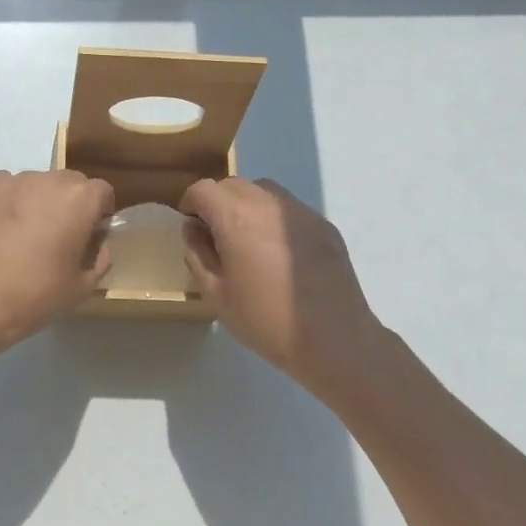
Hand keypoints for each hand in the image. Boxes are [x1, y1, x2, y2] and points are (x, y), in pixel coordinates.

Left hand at [0, 170, 115, 359]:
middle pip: (69, 183)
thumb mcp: (80, 288)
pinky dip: (8, 203)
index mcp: (78, 199)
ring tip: (23, 237)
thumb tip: (97, 243)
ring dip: (38, 202)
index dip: (100, 213)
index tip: (91, 235)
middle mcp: (47, 179)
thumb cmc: (33, 296)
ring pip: (36, 185)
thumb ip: (99, 259)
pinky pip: (5, 189)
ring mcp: (10, 180)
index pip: (102, 192)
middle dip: (70, 204)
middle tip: (59, 238)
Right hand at [179, 177, 381, 383]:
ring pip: (263, 191)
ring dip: (247, 205)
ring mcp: (300, 212)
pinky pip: (289, 209)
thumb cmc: (266, 320)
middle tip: (216, 236)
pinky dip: (274, 219)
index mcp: (236, 218)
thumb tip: (193, 229)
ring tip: (249, 241)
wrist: (335, 340)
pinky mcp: (323, 225)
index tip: (191, 226)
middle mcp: (268, 203)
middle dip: (218, 202)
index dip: (190, 203)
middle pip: (233, 185)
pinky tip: (279, 254)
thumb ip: (198, 254)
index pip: (203, 190)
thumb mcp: (217, 294)